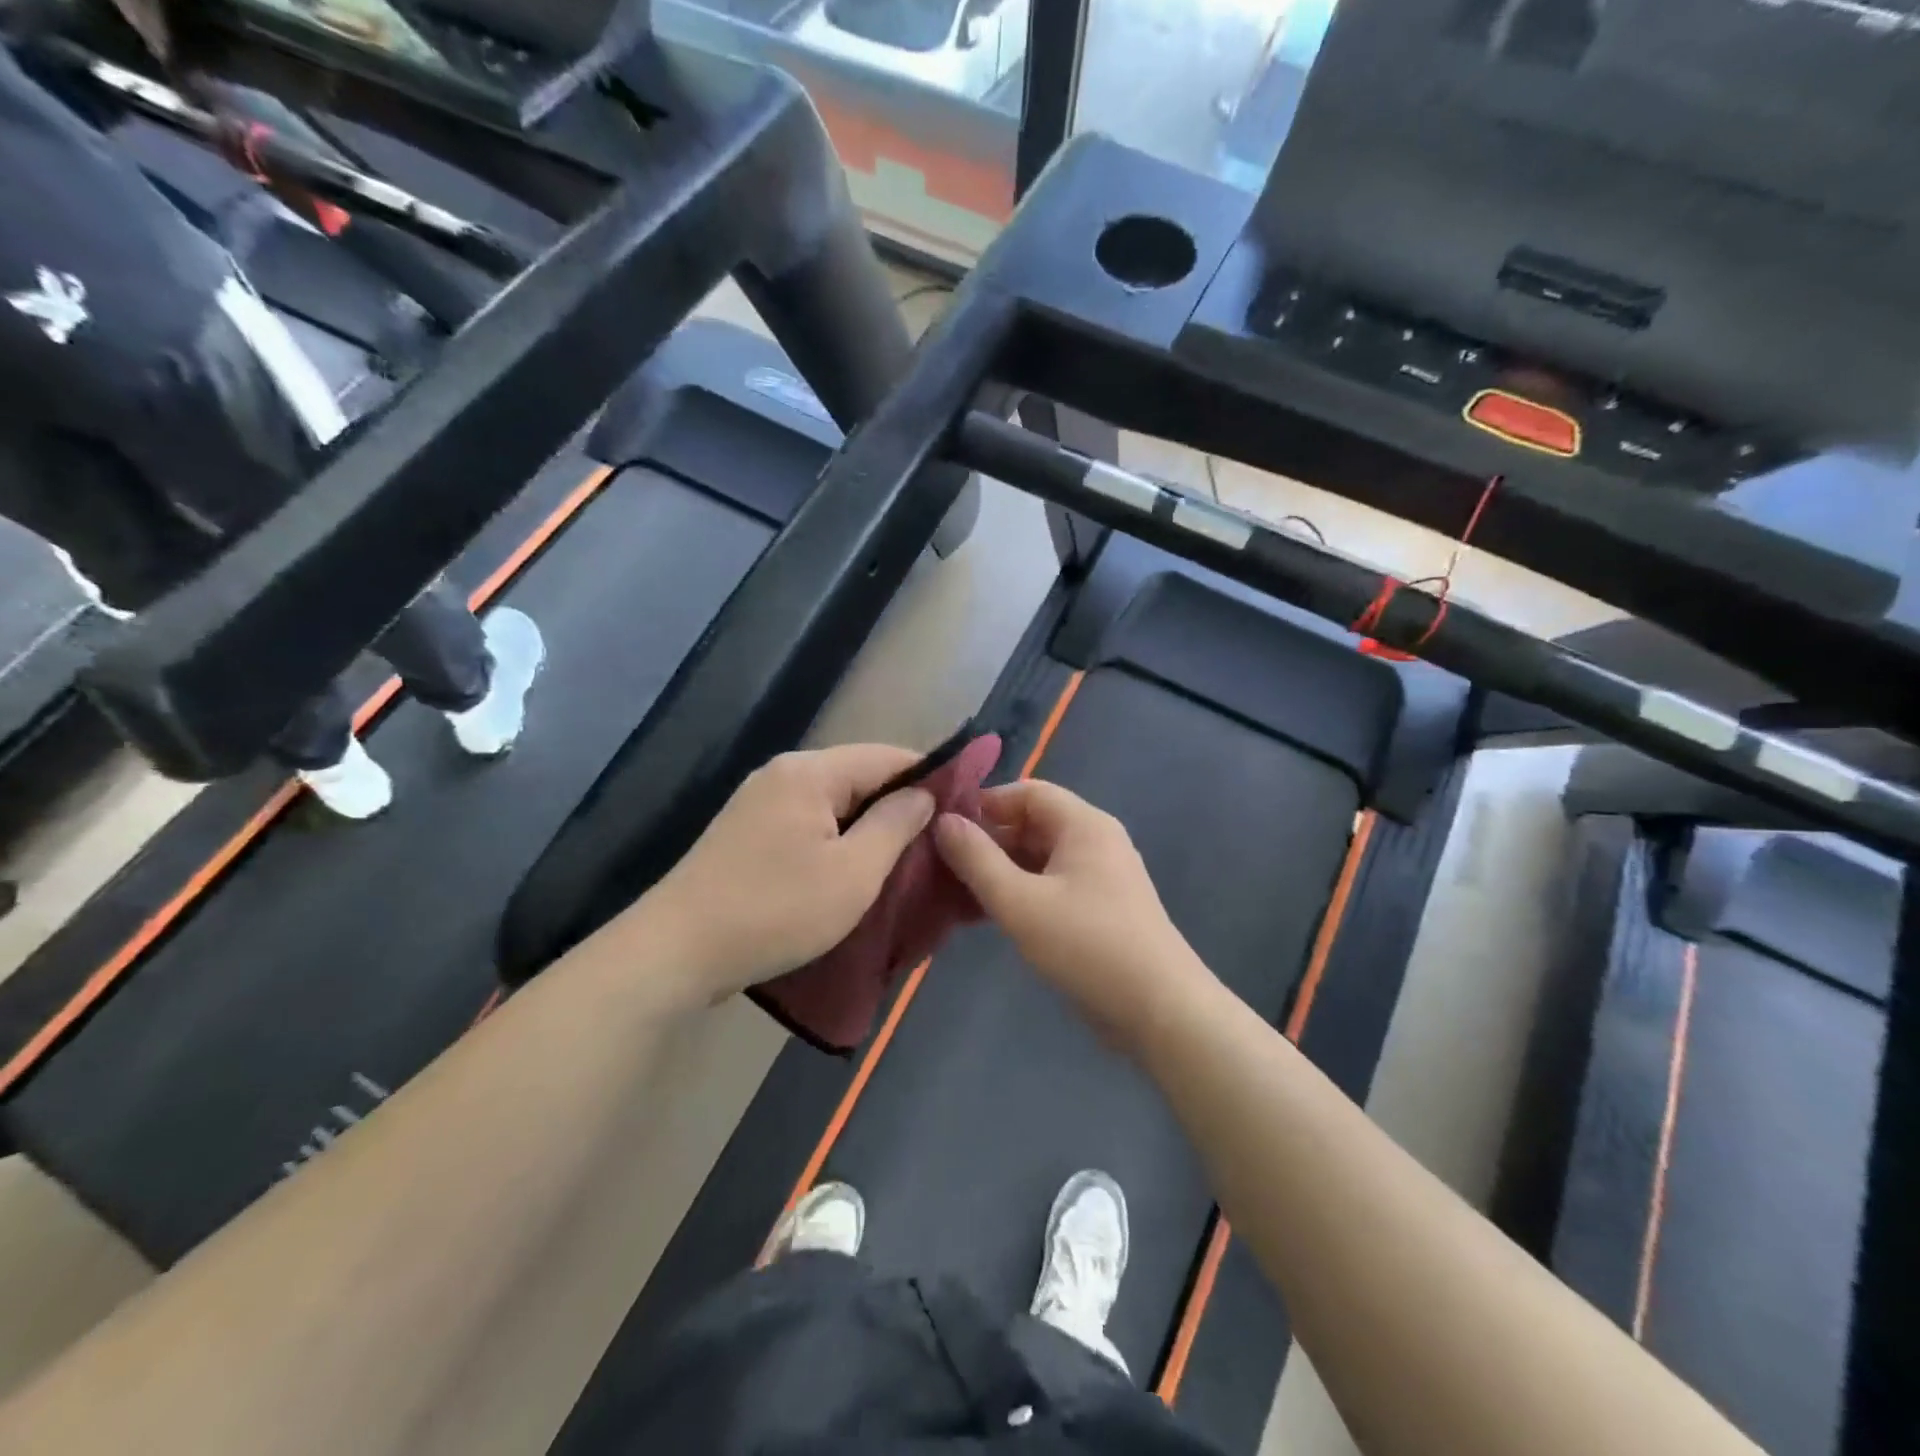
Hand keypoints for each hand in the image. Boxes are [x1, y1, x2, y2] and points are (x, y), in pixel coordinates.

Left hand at [627, 744, 934, 1001]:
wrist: (676, 952)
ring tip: (905, 856)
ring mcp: (760, 802)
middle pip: (859, 775)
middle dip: (900, 803)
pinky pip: (809, 821)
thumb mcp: (853, 873)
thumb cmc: (775, 910)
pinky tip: (855, 865)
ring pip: (834, 801)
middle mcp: (783, 774)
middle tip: (938, 839)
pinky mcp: (747, 832)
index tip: (962, 806)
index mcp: (810, 772)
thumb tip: (924, 794)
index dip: (929, 776)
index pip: (886, 756)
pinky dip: (838, 837)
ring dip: (869, 824)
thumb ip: (895, 824)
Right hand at [934, 780, 1215, 1052]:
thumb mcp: (1020, 901)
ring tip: (953, 892)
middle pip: (1032, 824)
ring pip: (1038, 858)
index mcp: (1083, 824)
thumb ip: (977, 860)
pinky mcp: (1099, 909)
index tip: (944, 827)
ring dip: (999, 871)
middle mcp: (1095, 840)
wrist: (1159, 1011)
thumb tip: (943, 821)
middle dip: (987, 841)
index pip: (1027, 792)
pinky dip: (1019, 893)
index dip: (984, 804)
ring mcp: (1100, 876)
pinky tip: (984, 916)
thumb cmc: (1087, 946)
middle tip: (940, 864)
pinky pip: (1050, 885)